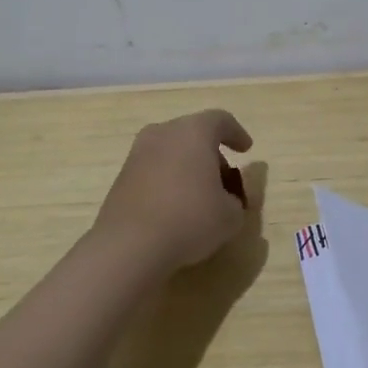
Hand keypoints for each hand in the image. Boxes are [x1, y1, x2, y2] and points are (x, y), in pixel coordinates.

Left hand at [94, 110, 253, 270]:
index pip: (220, 120)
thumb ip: (235, 200)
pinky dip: (168, 181)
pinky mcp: (121, 178)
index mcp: (193, 132)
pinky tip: (176, 208)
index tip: (245, 150)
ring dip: (188, 167)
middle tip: (225, 180)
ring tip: (201, 197)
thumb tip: (225, 200)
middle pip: (193, 134)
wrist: (129, 246)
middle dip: (212, 154)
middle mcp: (162, 135)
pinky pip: (154, 170)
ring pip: (171, 152)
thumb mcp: (231, 215)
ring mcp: (137, 155)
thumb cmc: (190, 219)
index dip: (236, 133)